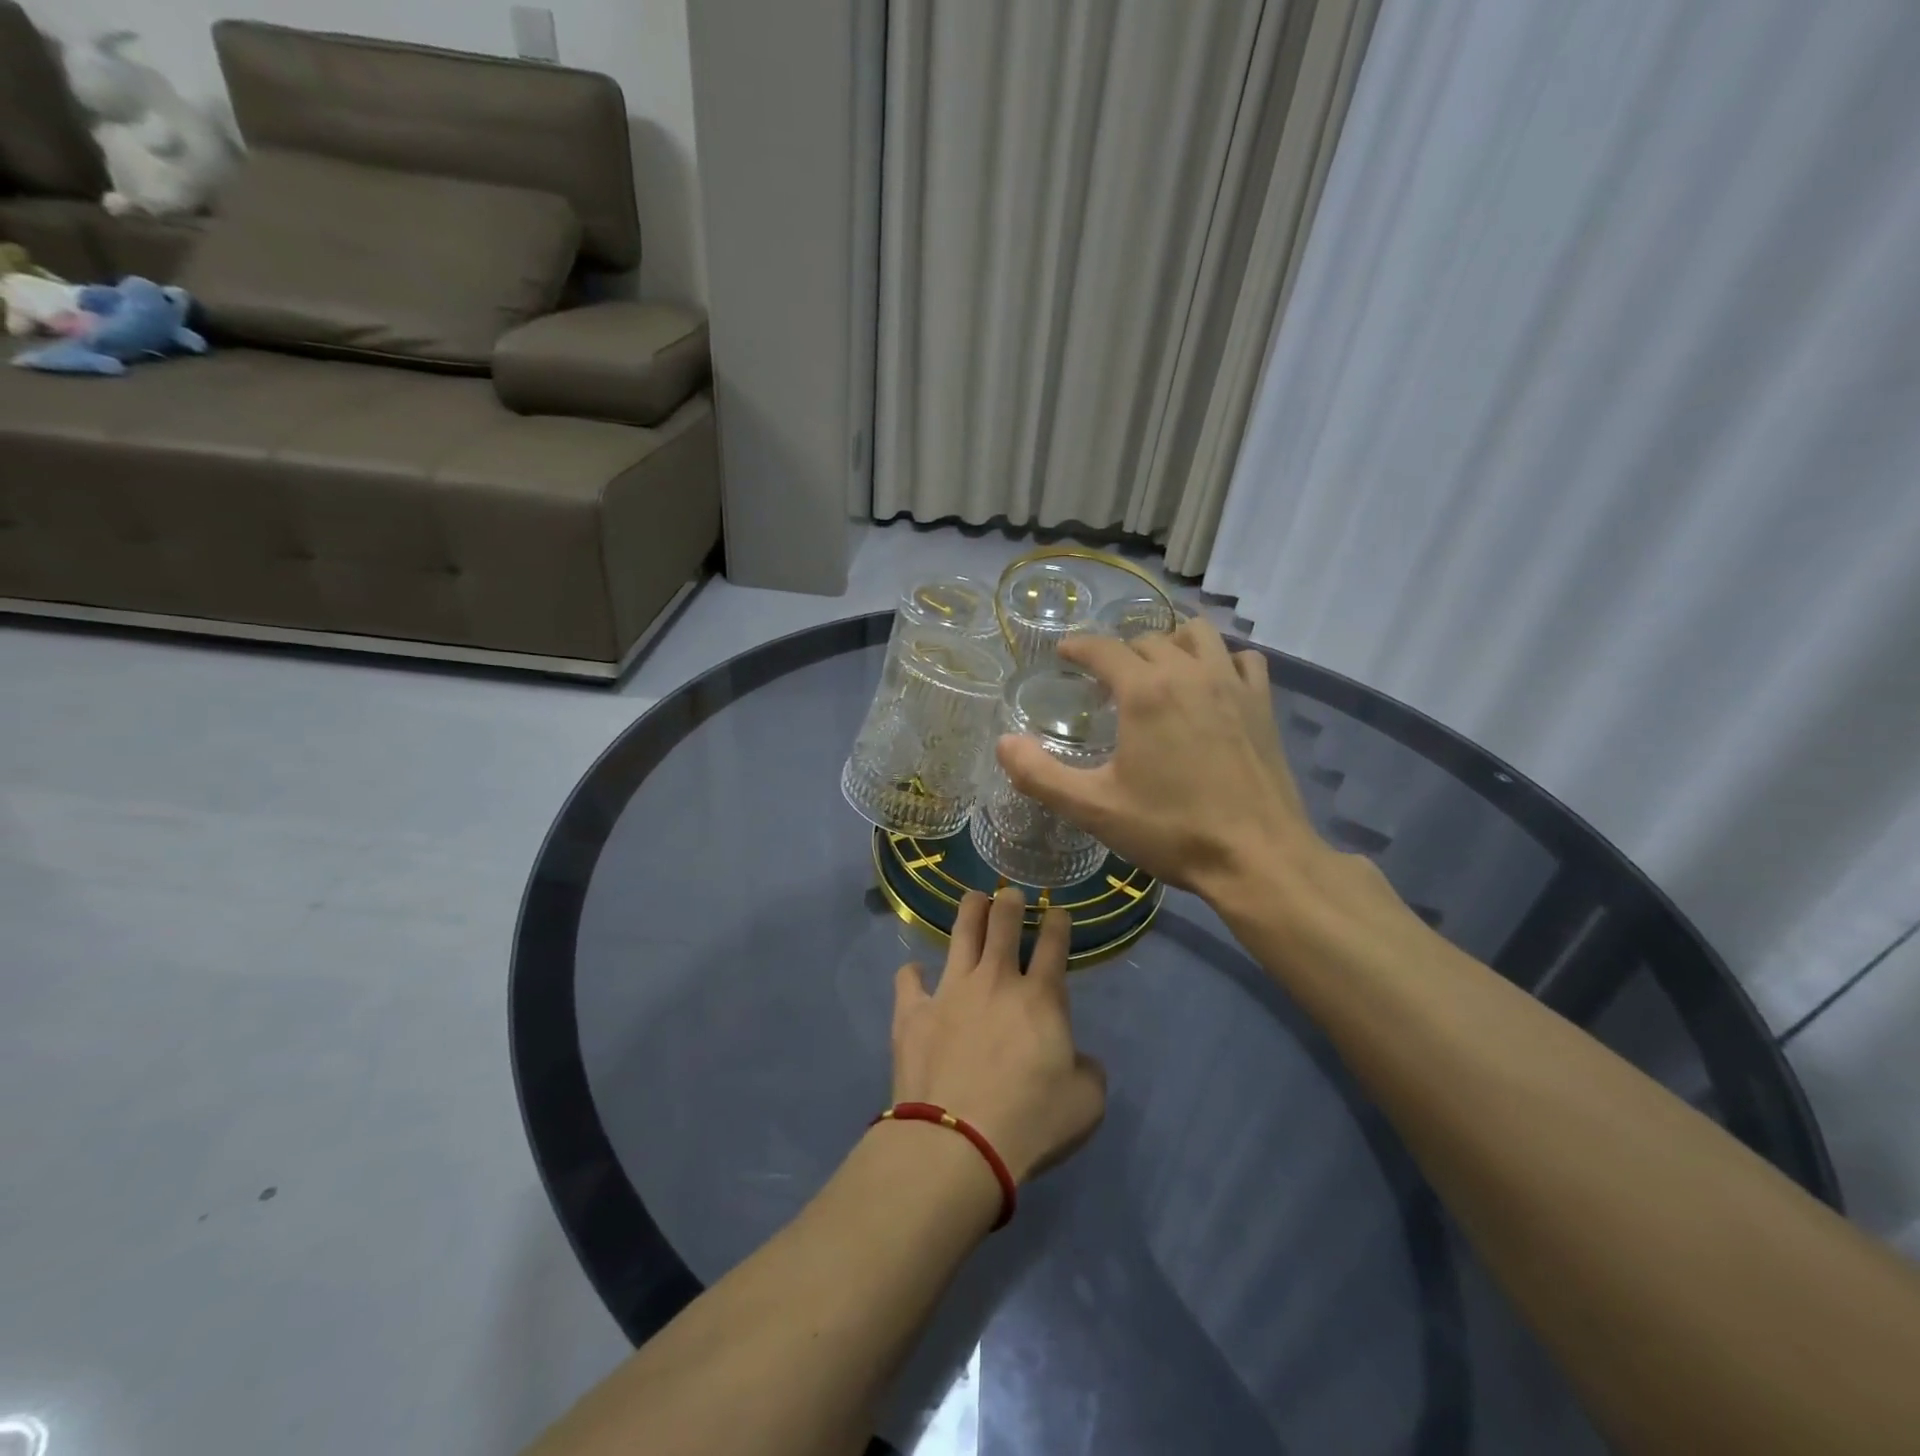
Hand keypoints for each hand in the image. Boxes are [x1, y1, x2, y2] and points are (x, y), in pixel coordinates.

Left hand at [890, 888, 1106, 1184]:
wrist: (958, 1142)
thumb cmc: (1030, 1121)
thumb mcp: (1086, 1104)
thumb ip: (1088, 1072)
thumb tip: (1080, 1060)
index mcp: (1040, 997)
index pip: (1054, 944)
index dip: (1059, 922)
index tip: (1059, 912)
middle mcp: (996, 980)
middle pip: (1004, 923)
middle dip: (1011, 902)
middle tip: (1011, 895)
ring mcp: (951, 990)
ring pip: (961, 933)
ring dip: (970, 911)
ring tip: (974, 899)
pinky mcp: (914, 1011)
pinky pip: (909, 979)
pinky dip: (913, 974)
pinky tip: (915, 974)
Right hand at [995, 617, 1315, 898]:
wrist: (1258, 858)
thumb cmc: (1172, 830)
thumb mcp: (1094, 809)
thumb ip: (1040, 775)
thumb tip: (1003, 743)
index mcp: (1145, 692)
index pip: (1103, 648)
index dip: (1078, 647)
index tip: (1064, 653)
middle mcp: (1190, 673)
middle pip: (1148, 640)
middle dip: (1120, 653)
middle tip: (1104, 682)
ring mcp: (1233, 684)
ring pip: (1198, 636)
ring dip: (1171, 644)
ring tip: (1157, 671)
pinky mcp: (1263, 705)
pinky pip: (1242, 659)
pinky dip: (1221, 661)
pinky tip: (1212, 685)